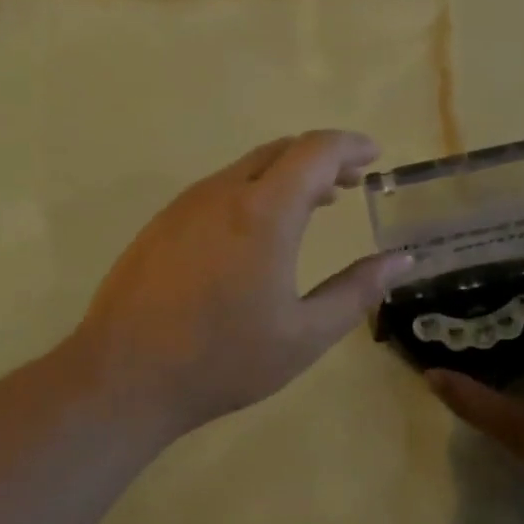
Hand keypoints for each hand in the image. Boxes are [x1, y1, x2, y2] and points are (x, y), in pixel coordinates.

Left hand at [72, 130, 411, 434]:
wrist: (123, 378)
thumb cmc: (223, 359)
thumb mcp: (305, 334)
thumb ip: (358, 290)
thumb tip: (400, 260)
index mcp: (264, 212)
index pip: (315, 151)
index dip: (350, 145)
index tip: (375, 155)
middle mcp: (223, 193)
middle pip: (281, 150)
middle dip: (322, 157)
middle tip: (351, 181)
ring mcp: (186, 205)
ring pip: (247, 166)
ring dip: (287, 173)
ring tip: (315, 202)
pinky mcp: (163, 223)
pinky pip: (220, 188)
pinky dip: (254, 189)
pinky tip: (259, 229)